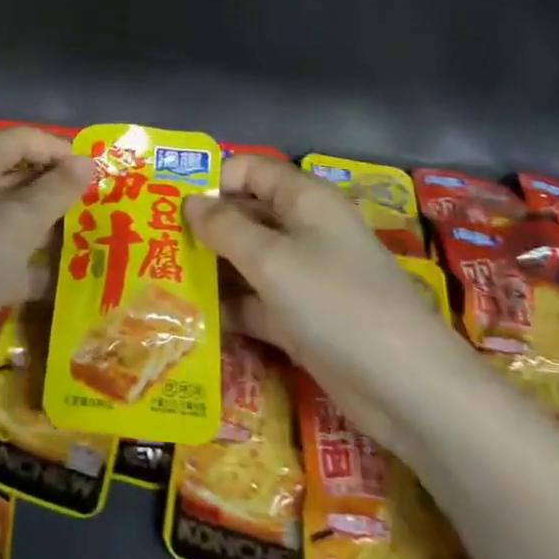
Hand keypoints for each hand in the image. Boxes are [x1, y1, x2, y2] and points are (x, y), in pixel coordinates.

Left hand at [0, 126, 95, 347]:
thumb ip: (58, 188)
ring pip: (15, 217)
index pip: (21, 139)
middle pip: (18, 175)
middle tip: (97, 204)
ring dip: (49, 226)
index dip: (57, 148)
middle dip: (56, 187)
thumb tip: (86, 161)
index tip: (94, 172)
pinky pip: (8, 254)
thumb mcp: (23, 219)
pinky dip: (34, 263)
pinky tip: (64, 279)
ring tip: (90, 237)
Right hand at [184, 154, 455, 387]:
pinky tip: (187, 317)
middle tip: (152, 244)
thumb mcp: (272, 259)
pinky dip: (227, 307)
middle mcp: (303, 231)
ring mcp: (303, 277)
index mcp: (304, 200)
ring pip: (246, 261)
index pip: (250, 170)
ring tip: (157, 280)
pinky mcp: (300, 319)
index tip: (169, 203)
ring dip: (209, 269)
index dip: (212, 180)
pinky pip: (255, 302)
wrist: (406, 387)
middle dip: (202, 227)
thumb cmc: (335, 302)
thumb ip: (225, 227)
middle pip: (245, 215)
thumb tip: (190, 202)